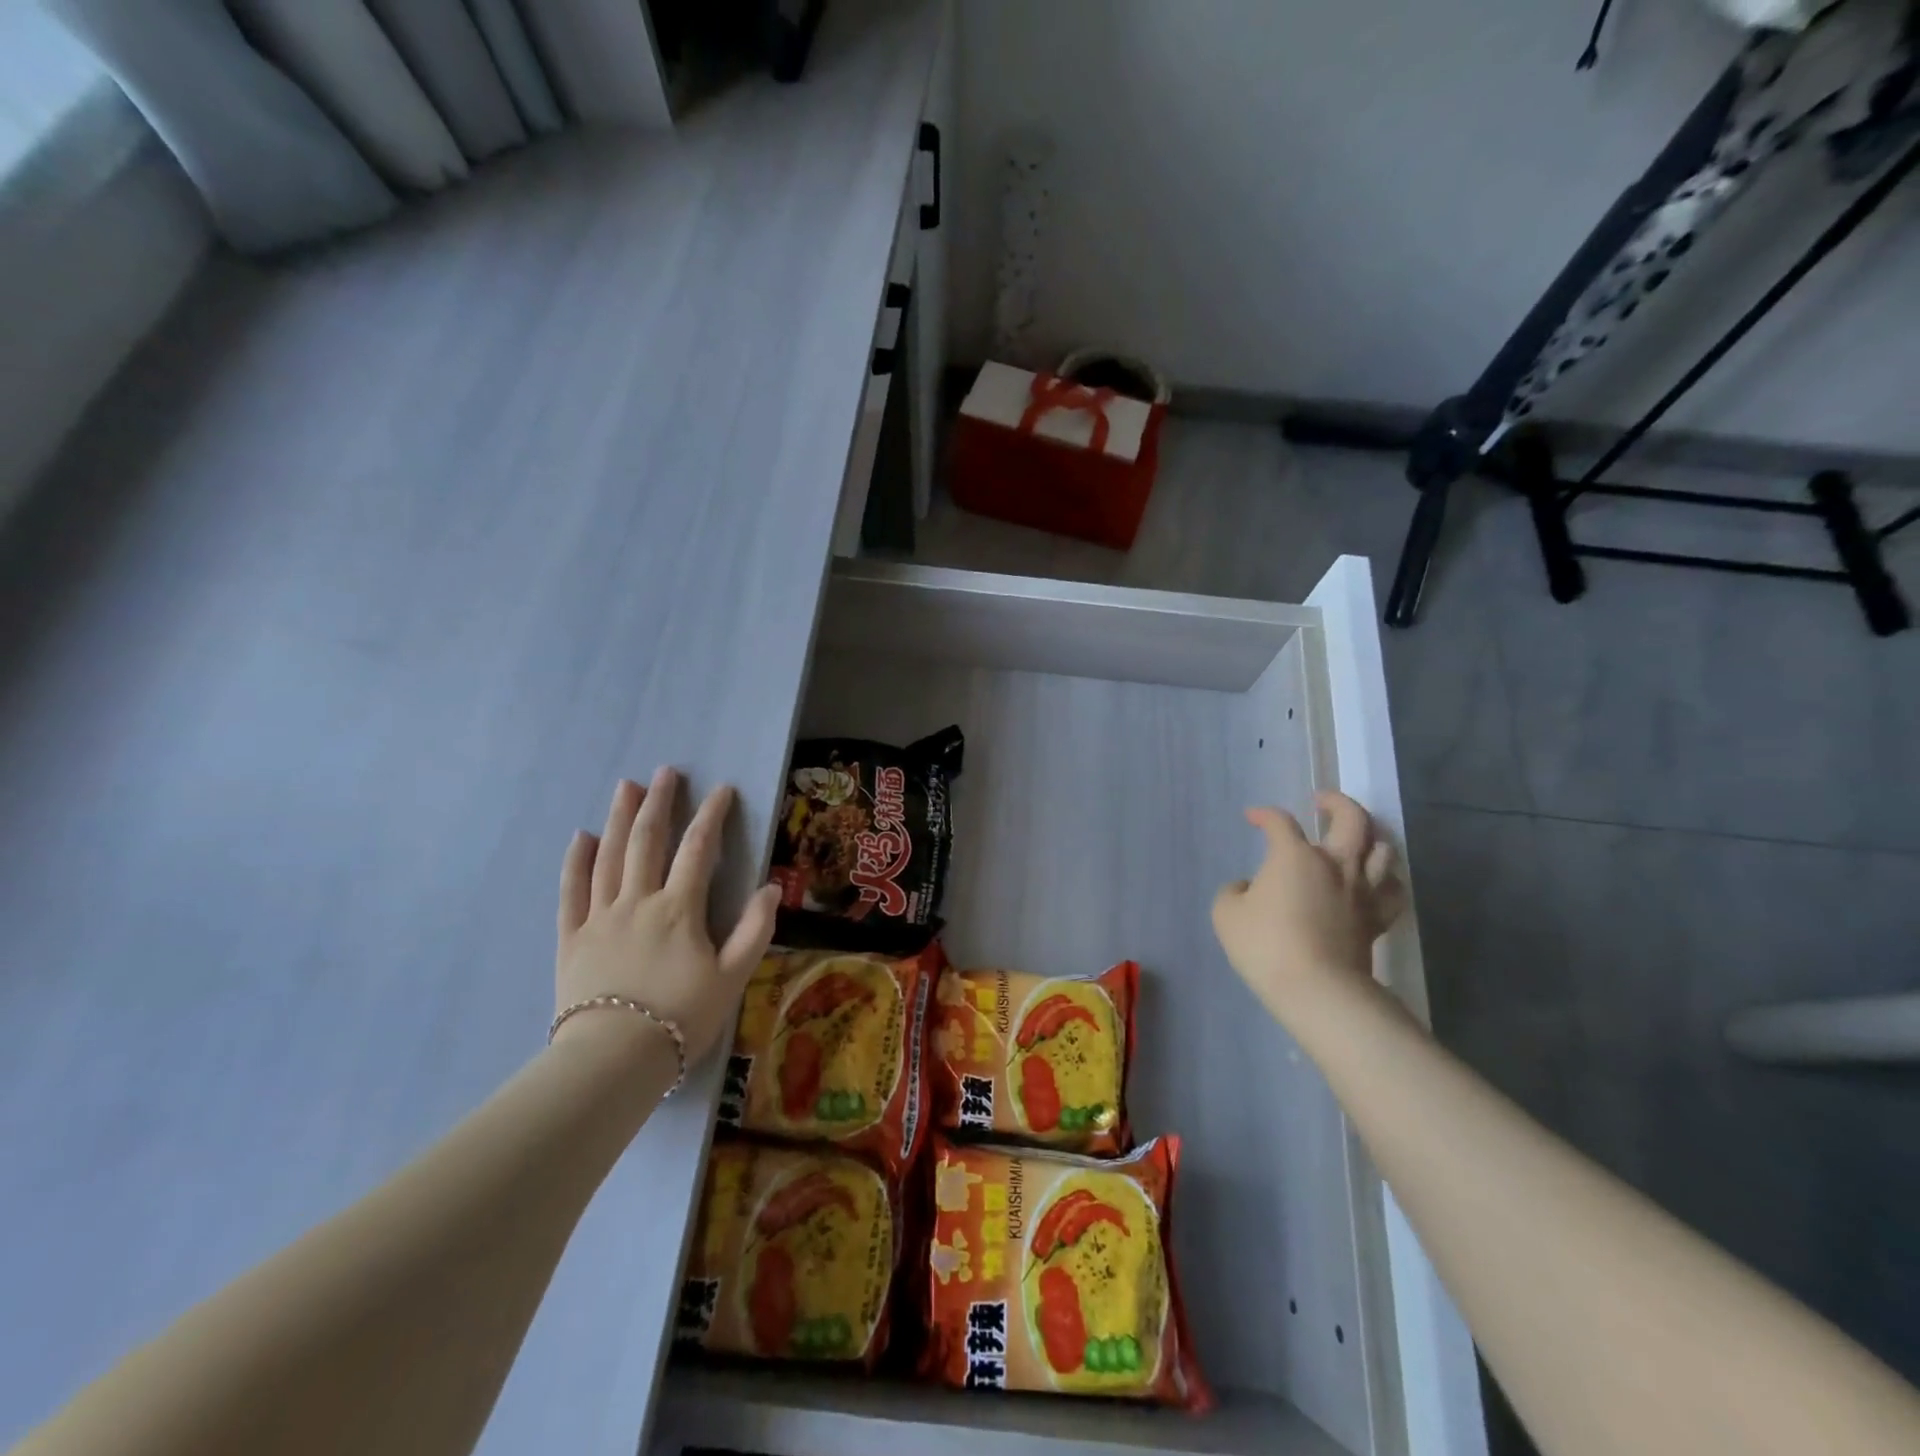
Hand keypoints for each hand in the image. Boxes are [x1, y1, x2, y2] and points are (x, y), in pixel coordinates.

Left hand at [554, 768, 780, 1065]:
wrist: (614, 1059)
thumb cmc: (681, 1018)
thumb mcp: (733, 977)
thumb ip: (755, 930)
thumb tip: (771, 887)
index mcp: (679, 909)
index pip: (698, 849)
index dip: (711, 816)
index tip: (722, 789)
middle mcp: (638, 901)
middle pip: (648, 841)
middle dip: (659, 803)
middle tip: (666, 772)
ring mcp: (600, 917)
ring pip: (609, 857)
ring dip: (619, 818)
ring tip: (626, 787)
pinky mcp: (571, 938)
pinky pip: (571, 892)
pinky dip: (576, 862)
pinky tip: (580, 838)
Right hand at [1211, 792, 1406, 1024]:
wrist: (1317, 989)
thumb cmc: (1265, 946)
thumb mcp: (1226, 914)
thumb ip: (1234, 891)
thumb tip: (1249, 887)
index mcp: (1295, 856)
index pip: (1280, 822)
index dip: (1264, 815)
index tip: (1253, 818)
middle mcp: (1335, 864)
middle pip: (1352, 818)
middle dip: (1337, 802)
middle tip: (1322, 800)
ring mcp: (1361, 891)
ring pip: (1382, 850)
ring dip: (1369, 837)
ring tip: (1356, 838)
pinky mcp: (1377, 919)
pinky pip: (1393, 891)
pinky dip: (1386, 879)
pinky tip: (1377, 880)